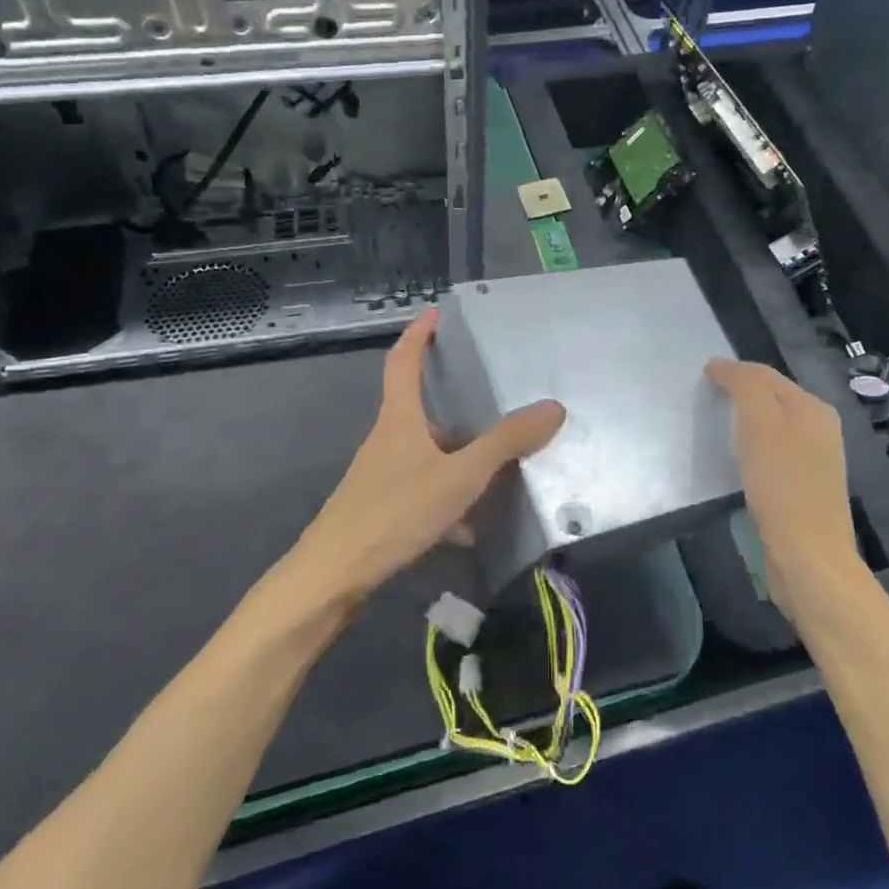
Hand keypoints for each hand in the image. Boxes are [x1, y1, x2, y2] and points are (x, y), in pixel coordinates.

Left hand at [294, 309, 565, 598]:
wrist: (335, 576)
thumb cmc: (395, 512)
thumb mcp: (460, 476)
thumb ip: (506, 442)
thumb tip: (553, 407)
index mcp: (399, 418)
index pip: (404, 361)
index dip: (419, 333)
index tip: (436, 313)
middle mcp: (388, 440)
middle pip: (422, 411)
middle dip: (456, 408)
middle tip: (494, 406)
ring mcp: (382, 476)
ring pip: (428, 457)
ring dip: (459, 462)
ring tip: (498, 473)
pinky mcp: (382, 509)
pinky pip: (424, 493)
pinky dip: (449, 502)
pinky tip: (470, 528)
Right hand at [706, 358, 861, 623]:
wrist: (807, 556)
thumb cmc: (781, 485)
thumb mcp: (760, 423)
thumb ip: (745, 386)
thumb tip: (722, 364)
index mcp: (813, 408)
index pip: (767, 375)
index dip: (734, 371)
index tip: (702, 374)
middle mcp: (820, 429)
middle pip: (773, 399)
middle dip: (741, 393)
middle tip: (705, 397)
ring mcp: (815, 461)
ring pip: (774, 427)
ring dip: (746, 422)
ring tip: (715, 425)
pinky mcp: (804, 489)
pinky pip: (773, 454)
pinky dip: (752, 448)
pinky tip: (736, 461)